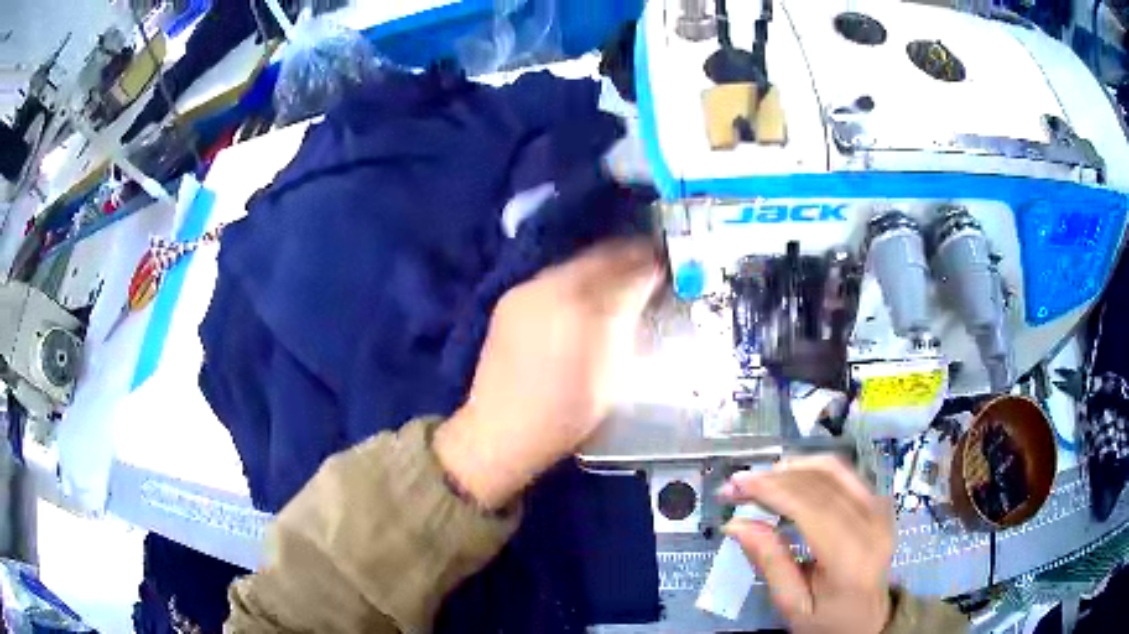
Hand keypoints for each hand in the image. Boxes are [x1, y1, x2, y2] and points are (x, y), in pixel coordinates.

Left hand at [434, 239, 660, 508]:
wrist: (501, 431)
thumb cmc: (566, 413)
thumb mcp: (611, 372)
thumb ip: (627, 322)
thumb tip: (644, 289)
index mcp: (578, 305)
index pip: (622, 266)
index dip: (647, 262)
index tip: (665, 263)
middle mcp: (548, 287)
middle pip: (596, 259)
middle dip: (626, 259)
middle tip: (649, 264)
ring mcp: (524, 293)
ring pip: (573, 267)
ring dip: (600, 268)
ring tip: (621, 279)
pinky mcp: (509, 303)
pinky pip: (552, 279)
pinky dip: (576, 281)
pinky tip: (586, 297)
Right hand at [720, 456, 894, 633]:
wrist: (868, 622)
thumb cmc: (827, 621)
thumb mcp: (792, 605)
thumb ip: (770, 563)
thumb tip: (736, 523)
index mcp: (852, 557)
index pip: (812, 508)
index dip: (773, 490)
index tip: (735, 485)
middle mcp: (872, 524)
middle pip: (821, 484)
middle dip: (774, 478)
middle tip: (736, 485)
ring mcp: (880, 510)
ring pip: (834, 470)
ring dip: (792, 469)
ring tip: (758, 480)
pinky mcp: (878, 503)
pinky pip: (844, 474)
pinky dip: (812, 470)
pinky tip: (789, 477)